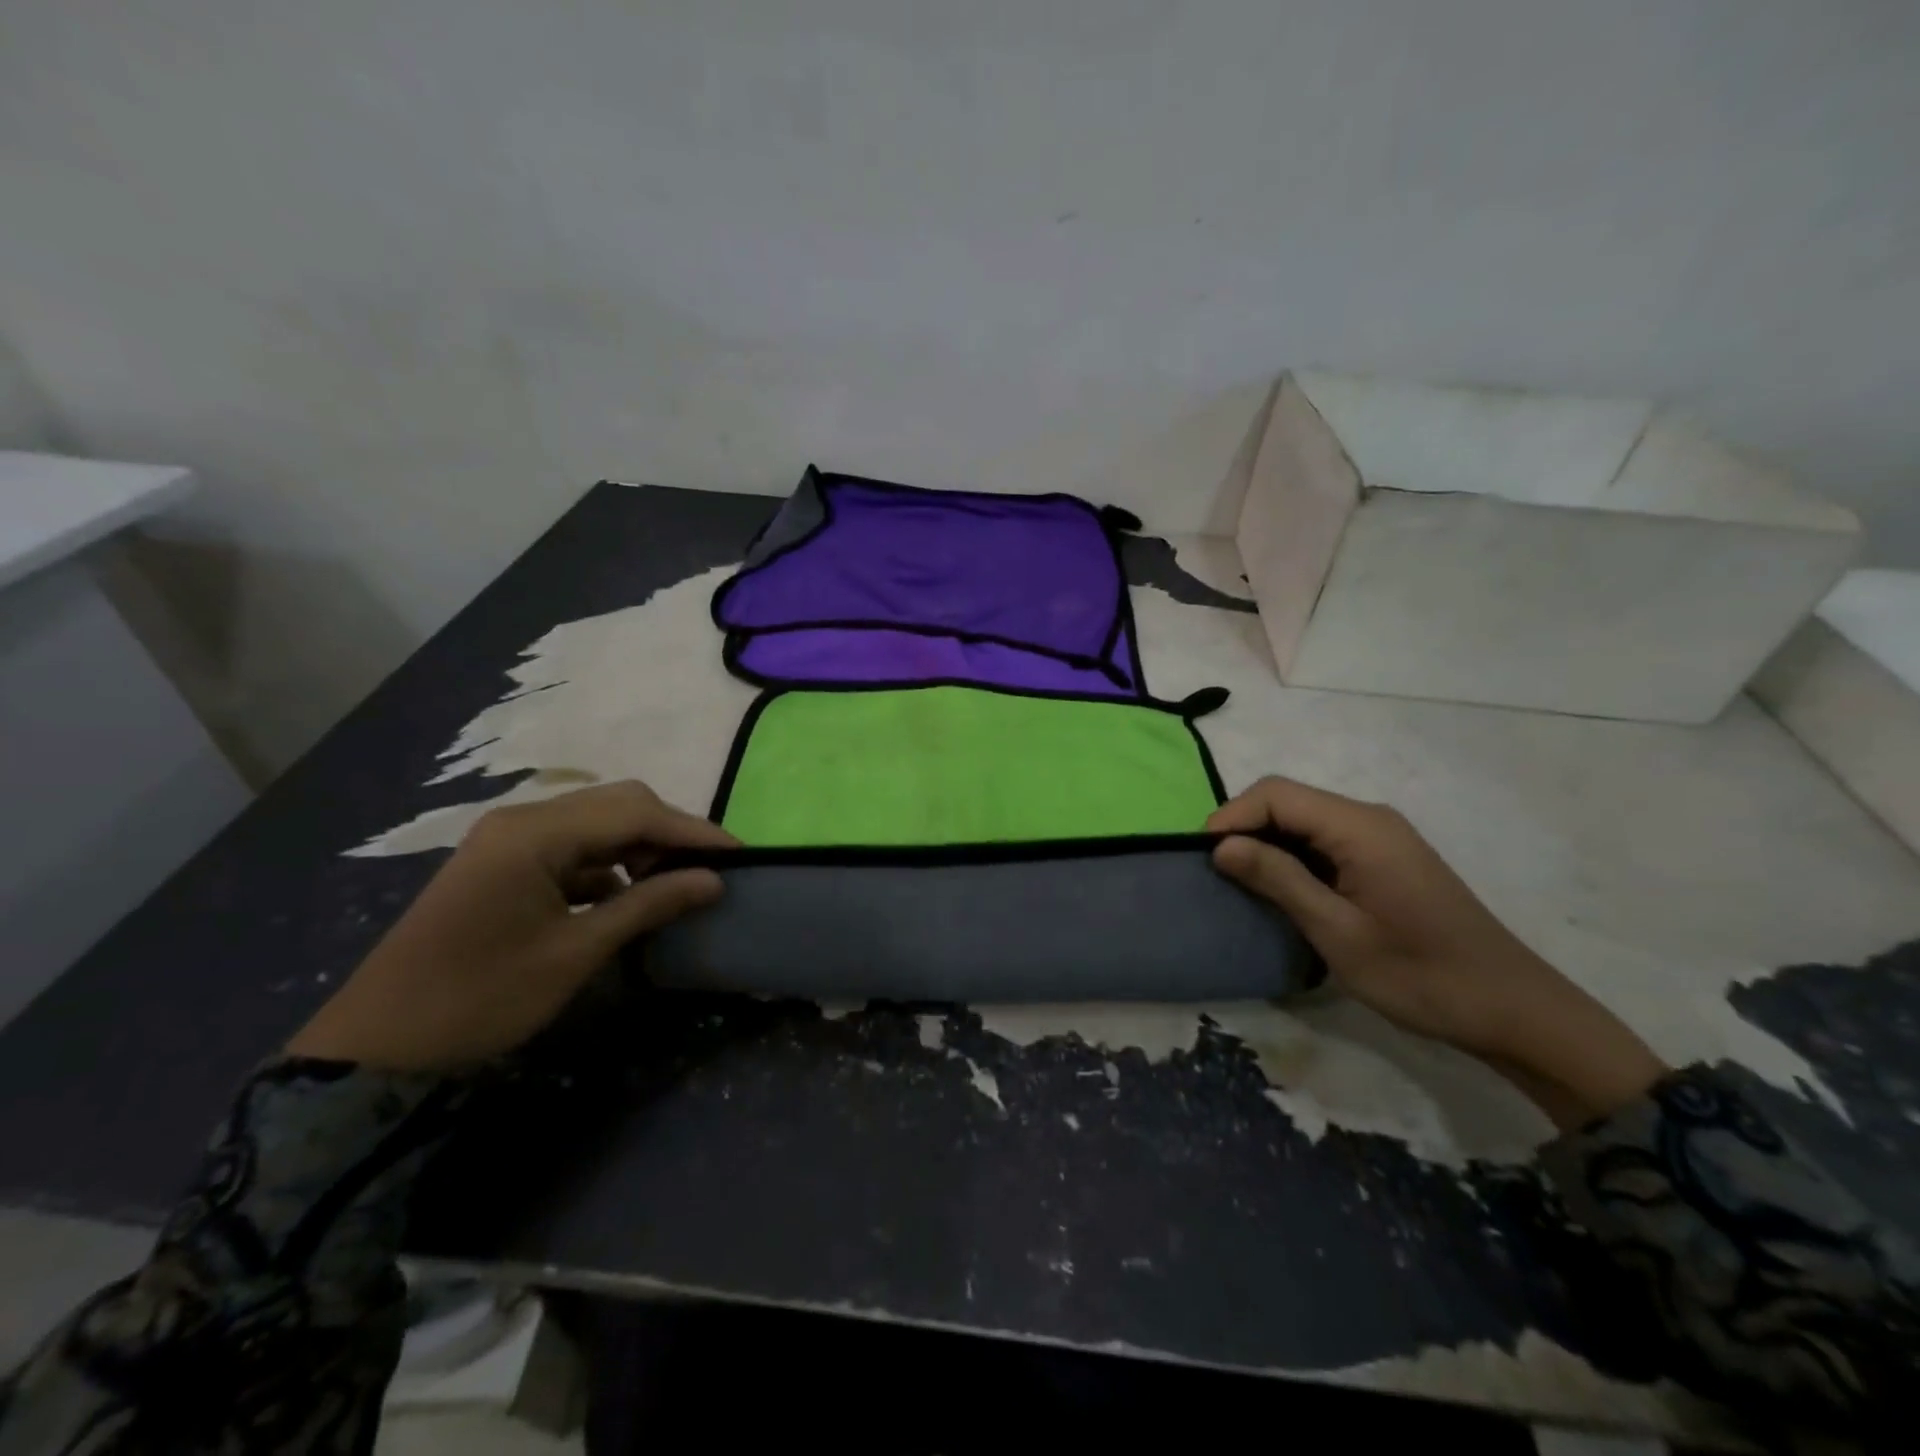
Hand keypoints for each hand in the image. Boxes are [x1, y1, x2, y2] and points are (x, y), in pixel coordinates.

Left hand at [287, 782, 735, 1072]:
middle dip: (669, 832)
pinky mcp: (504, 861)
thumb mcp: (576, 952)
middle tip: (709, 869)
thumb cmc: (481, 998)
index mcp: (535, 834)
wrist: (377, 1045)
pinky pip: (573, 845)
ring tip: (675, 883)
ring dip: (640, 846)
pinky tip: (627, 896)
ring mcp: (509, 838)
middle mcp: (522, 820)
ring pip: (597, 822)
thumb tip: (714, 881)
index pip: (635, 812)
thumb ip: (649, 905)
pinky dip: (609, 863)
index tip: (739, 854)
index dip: (693, 831)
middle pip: (617, 804)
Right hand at [1208, 777, 1666, 1128]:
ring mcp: (1382, 837)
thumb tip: (1221, 846)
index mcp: (1360, 827)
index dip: (1232, 817)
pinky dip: (1293, 856)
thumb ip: (1278, 880)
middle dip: (1245, 827)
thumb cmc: (1420, 975)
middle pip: (1289, 800)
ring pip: (1304, 820)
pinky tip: (1282, 888)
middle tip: (1217, 873)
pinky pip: (1325, 840)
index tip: (1204, 858)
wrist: (1512, 1010)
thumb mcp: (1337, 931)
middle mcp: (1370, 819)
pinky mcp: (1386, 859)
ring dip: (1267, 843)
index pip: (1277, 794)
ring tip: (1240, 882)